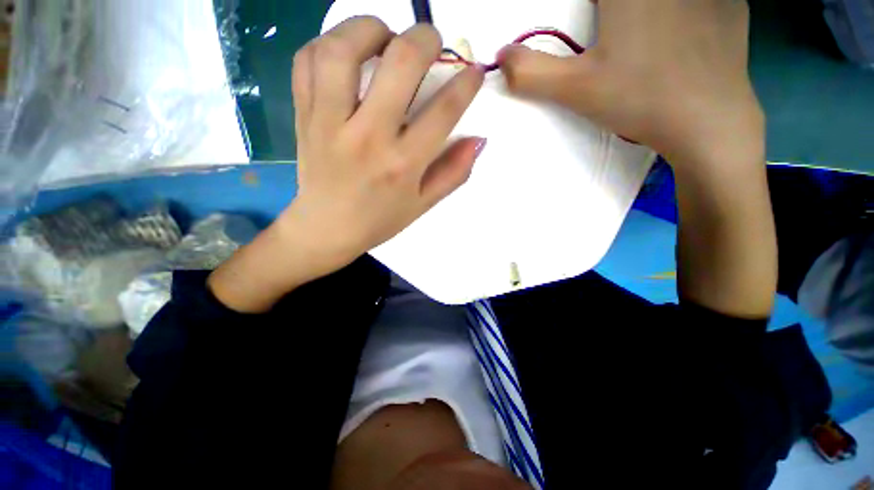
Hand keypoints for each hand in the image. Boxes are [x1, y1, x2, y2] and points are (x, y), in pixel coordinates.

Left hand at [287, 16, 485, 271]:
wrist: (327, 229)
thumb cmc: (380, 220)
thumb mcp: (424, 204)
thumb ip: (454, 173)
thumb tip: (479, 139)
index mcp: (403, 164)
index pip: (444, 110)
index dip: (466, 83)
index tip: (473, 71)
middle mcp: (368, 137)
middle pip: (400, 62)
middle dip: (425, 38)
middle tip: (431, 42)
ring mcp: (329, 122)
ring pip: (344, 48)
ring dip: (371, 28)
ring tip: (385, 37)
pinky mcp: (304, 115)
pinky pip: (306, 60)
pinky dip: (327, 42)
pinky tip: (346, 53)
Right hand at [499, 0, 762, 169]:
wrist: (709, 124)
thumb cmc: (638, 99)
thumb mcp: (574, 89)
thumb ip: (531, 72)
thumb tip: (502, 55)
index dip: (581, 9)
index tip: (582, 24)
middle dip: (606, 12)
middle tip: (603, 29)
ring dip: (641, 12)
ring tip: (639, 39)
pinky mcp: (730, 4)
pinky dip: (682, 10)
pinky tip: (677, 37)